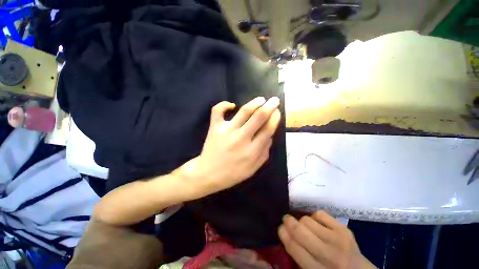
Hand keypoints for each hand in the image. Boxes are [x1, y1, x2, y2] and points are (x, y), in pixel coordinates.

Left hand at [180, 96, 280, 197]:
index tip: (277, 112)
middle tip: (274, 100)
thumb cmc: (233, 173)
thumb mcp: (253, 168)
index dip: (275, 118)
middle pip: (259, 117)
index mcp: (252, 150)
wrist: (208, 174)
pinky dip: (224, 104)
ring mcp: (227, 131)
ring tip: (261, 99)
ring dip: (255, 103)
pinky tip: (231, 105)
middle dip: (269, 106)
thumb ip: (265, 152)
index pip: (268, 129)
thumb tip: (270, 136)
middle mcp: (241, 138)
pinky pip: (218, 110)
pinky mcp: (215, 127)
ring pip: (244, 111)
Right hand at [278, 212, 375, 268]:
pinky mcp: (344, 229)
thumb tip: (285, 233)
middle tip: (286, 220)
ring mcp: (337, 240)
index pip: (293, 247)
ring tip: (304, 226)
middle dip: (288, 221)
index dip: (283, 234)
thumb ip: (298, 257)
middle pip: (299, 230)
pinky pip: (320, 213)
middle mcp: (327, 255)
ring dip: (302, 221)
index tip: (280, 228)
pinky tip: (317, 224)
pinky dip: (314, 216)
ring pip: (307, 219)